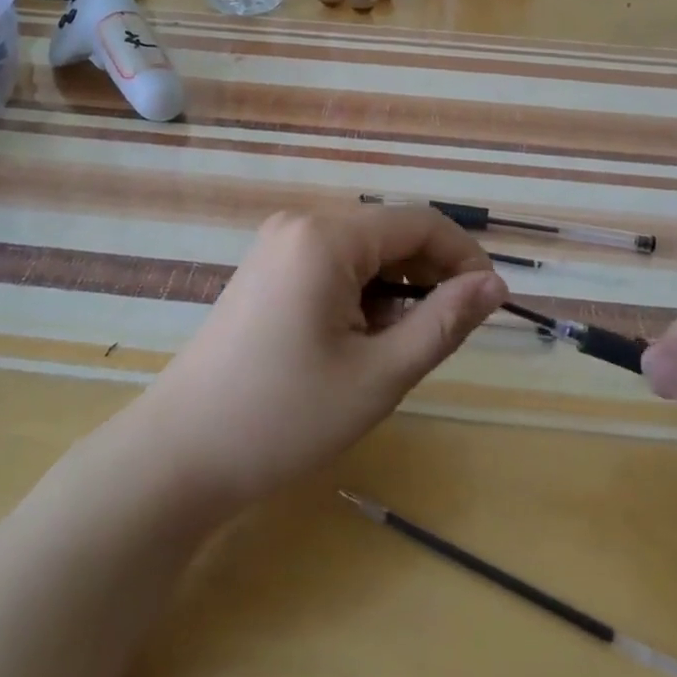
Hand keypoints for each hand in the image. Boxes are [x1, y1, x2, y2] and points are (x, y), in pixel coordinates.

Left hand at [136, 207, 505, 510]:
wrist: (181, 454)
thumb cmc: (285, 417)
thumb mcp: (379, 375)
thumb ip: (444, 322)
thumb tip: (495, 286)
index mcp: (327, 237)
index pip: (420, 223)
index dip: (465, 257)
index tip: (492, 303)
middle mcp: (301, 223)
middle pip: (390, 232)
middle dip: (430, 275)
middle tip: (450, 334)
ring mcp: (277, 243)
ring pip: (364, 251)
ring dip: (397, 288)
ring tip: (402, 345)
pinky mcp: (267, 268)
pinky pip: (333, 264)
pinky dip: (363, 293)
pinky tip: (362, 339)